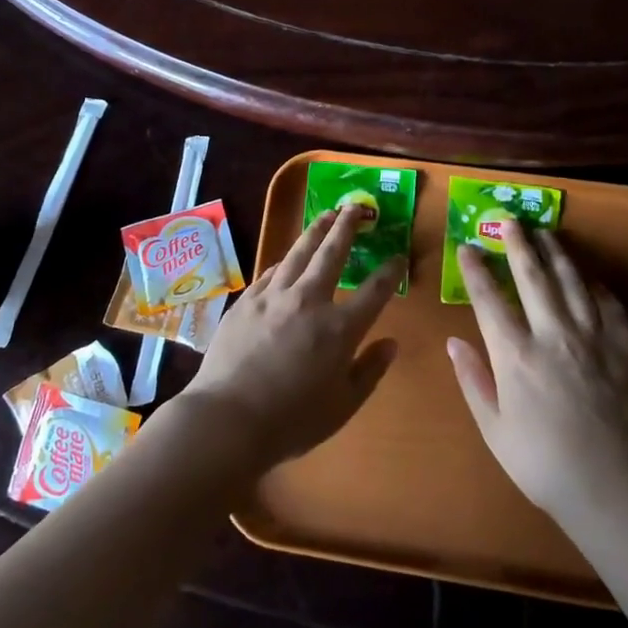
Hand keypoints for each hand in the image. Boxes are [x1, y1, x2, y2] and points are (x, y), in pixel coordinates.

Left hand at [177, 206, 402, 471]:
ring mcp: (273, 296)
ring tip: (326, 215)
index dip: (390, 271)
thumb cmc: (292, 421)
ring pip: (299, 253)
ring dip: (315, 231)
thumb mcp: (343, 405)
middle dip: (348, 227)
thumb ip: (370, 370)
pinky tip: (288, 257)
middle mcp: (309, 301)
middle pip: (332, 253)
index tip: (398, 257)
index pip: (374, 291)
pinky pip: (270, 271)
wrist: (228, 418)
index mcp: (340, 328)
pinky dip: (285, 260)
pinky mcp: (246, 301)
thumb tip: (391, 343)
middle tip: (357, 207)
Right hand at [448, 219, 627, 524]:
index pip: (489, 298)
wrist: (610, 487)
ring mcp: (592, 339)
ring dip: (558, 255)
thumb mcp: (493, 427)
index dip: (476, 269)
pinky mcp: (624, 351)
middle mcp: (552, 335)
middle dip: (519, 245)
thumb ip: (473, 380)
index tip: (468, 247)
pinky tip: (590, 281)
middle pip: (533, 277)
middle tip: (511, 221)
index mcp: (514, 354)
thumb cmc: (540, 461)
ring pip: (572, 283)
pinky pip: (611, 308)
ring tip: (548, 234)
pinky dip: (598, 290)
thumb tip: (455, 342)